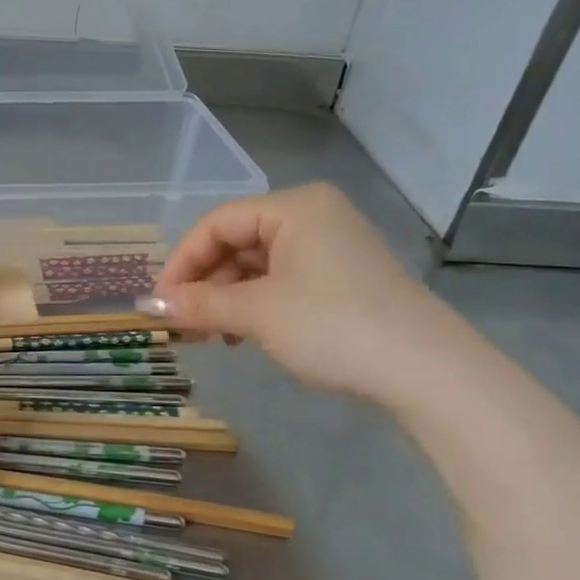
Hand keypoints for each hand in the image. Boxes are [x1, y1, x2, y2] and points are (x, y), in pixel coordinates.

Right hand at [143, 184, 465, 408]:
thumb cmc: (333, 327)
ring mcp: (332, 245)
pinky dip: (257, 303)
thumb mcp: (257, 314)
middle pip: (237, 241)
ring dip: (228, 297)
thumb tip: (151, 305)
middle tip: (184, 324)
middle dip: (205, 283)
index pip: (217, 224)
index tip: (161, 303)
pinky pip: (284, 279)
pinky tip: (246, 334)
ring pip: (258, 264)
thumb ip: (200, 304)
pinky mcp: (344, 276)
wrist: (428, 372)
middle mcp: (313, 216)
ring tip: (214, 335)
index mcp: (294, 207)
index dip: (182, 262)